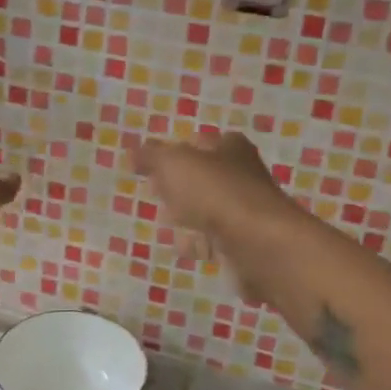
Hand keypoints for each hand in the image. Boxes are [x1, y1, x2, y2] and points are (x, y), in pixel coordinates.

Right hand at [134, 132, 291, 299]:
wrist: (259, 246)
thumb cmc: (216, 193)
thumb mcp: (174, 164)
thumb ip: (151, 156)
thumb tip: (132, 151)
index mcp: (230, 148)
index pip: (198, 142)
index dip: (174, 151)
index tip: (150, 165)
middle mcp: (241, 176)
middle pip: (203, 177)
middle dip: (179, 185)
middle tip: (154, 191)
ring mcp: (243, 212)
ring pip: (208, 210)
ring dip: (187, 215)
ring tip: (162, 220)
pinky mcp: (242, 245)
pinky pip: (212, 240)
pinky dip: (196, 243)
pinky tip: (179, 247)